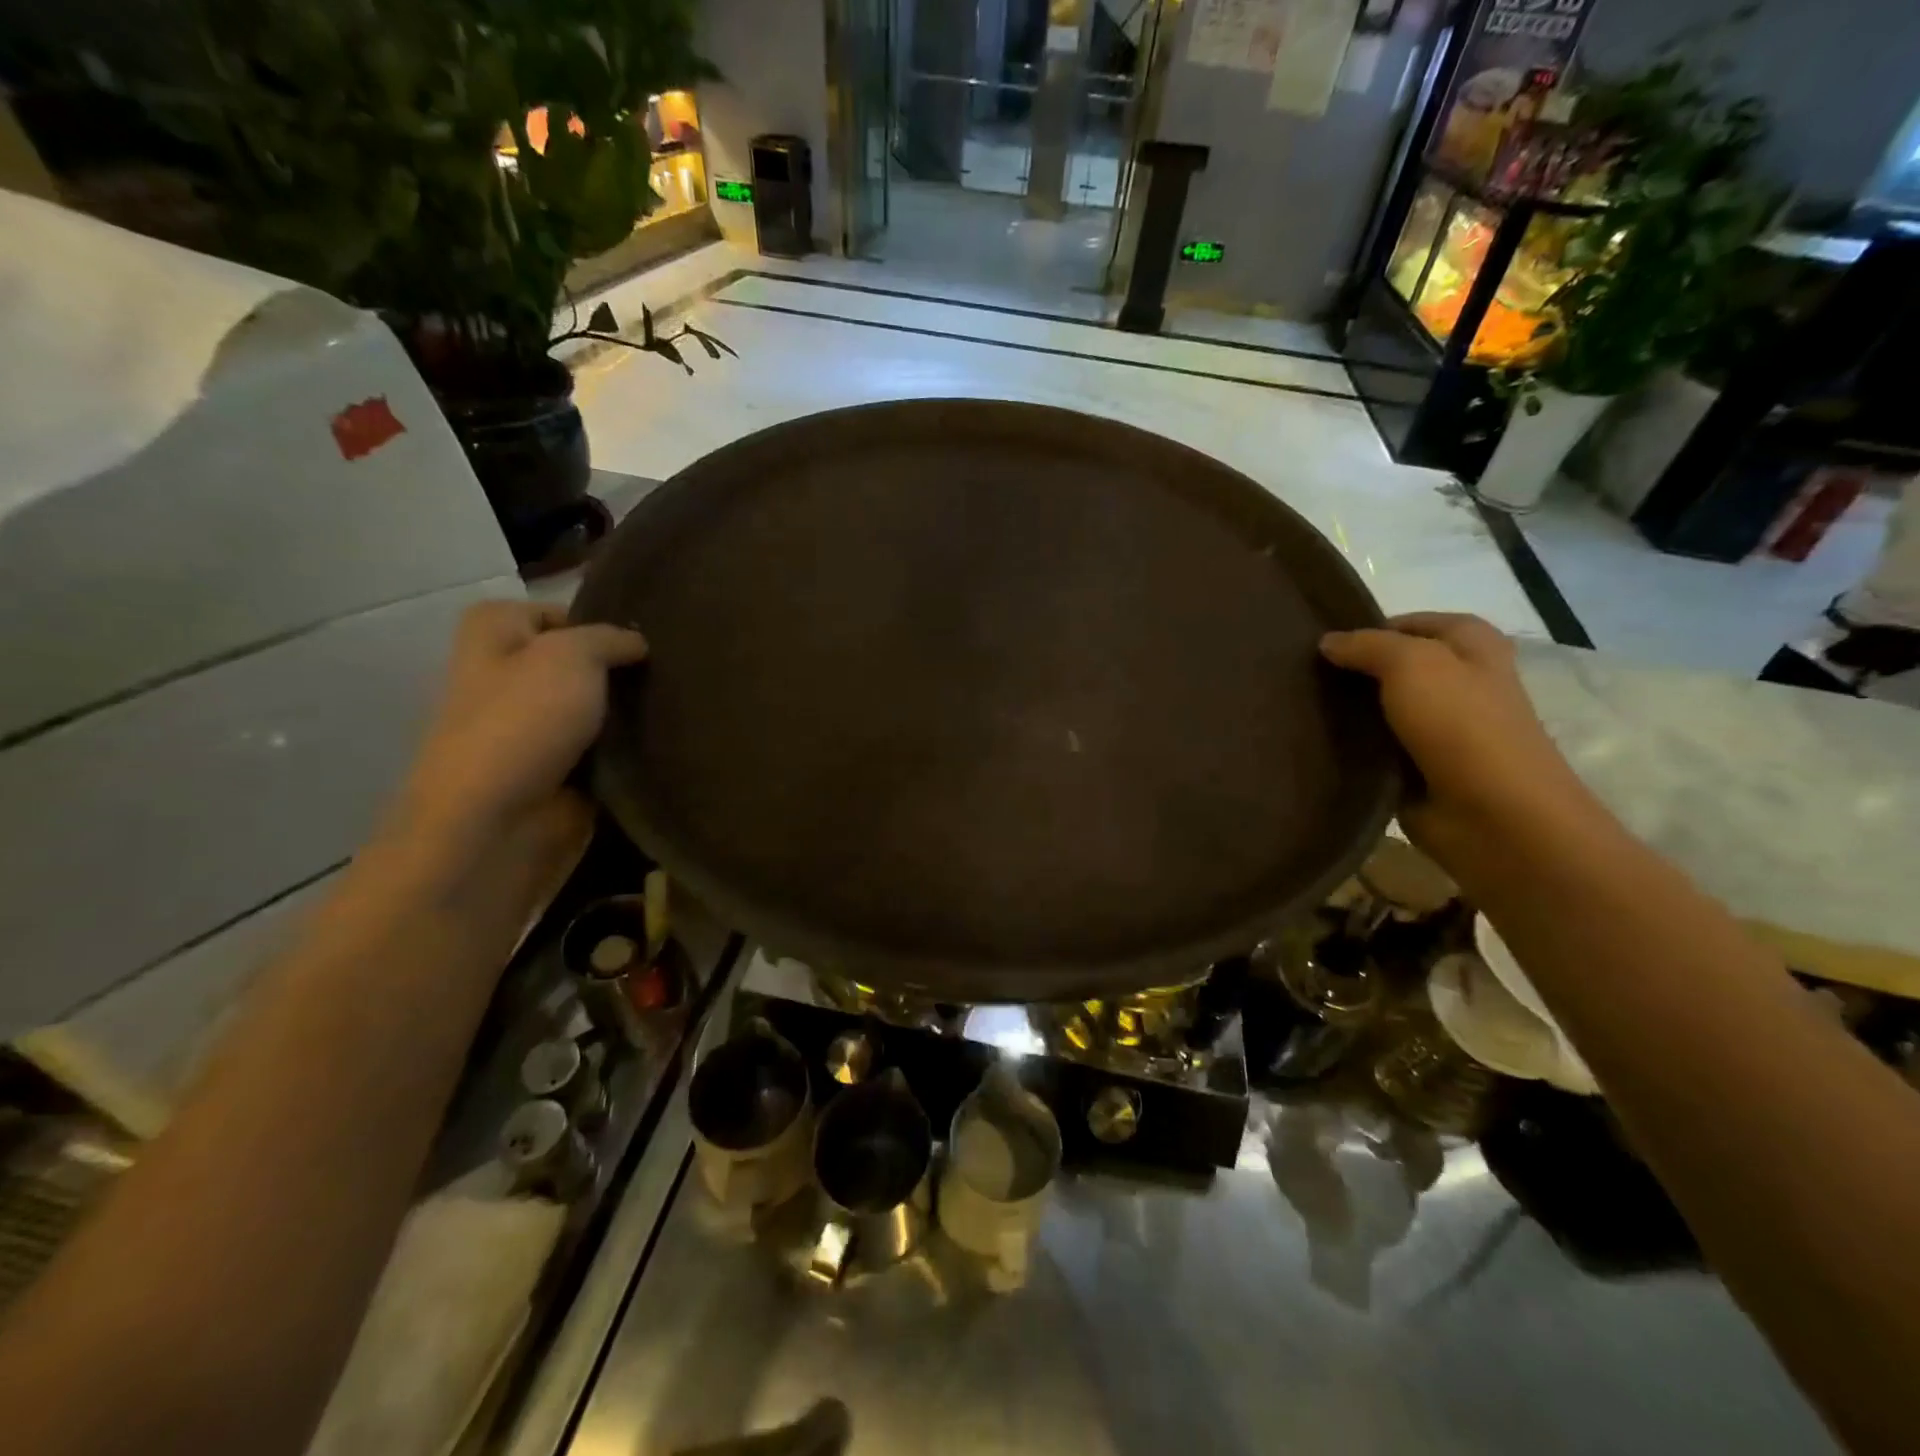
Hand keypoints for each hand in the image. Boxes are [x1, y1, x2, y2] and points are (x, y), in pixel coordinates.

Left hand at [396, 601, 647, 848]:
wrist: (497, 823)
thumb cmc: (523, 721)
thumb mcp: (572, 655)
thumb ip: (611, 638)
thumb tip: (638, 643)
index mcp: (492, 634)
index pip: (557, 613)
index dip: (599, 622)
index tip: (645, 638)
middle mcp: (506, 675)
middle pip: (579, 661)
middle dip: (620, 668)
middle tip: (671, 670)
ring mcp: (531, 728)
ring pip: (595, 706)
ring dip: (628, 710)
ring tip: (677, 703)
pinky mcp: (557, 771)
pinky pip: (604, 748)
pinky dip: (628, 749)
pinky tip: (664, 741)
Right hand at [1320, 612, 1590, 849]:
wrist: (1494, 816)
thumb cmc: (1463, 726)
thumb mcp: (1412, 664)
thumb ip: (1367, 645)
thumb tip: (1327, 642)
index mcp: (1472, 646)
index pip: (1414, 623)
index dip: (1371, 626)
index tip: (1321, 641)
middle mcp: (1460, 683)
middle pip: (1396, 665)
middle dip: (1355, 668)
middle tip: (1301, 672)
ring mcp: (1440, 729)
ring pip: (1382, 707)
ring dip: (1349, 708)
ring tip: (1298, 703)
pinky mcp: (1419, 767)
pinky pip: (1376, 746)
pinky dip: (1352, 744)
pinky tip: (1316, 741)